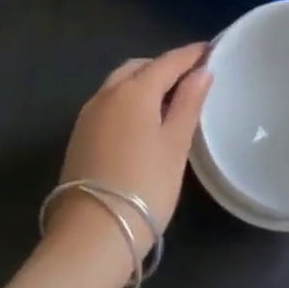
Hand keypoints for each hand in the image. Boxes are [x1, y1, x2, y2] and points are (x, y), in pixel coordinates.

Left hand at [52, 43, 211, 253]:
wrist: (90, 237)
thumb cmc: (144, 188)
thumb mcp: (175, 146)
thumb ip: (188, 104)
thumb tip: (202, 72)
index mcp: (134, 90)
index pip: (167, 61)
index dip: (190, 54)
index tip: (209, 50)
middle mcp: (107, 94)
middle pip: (139, 67)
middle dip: (164, 66)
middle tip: (189, 77)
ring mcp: (88, 114)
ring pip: (119, 83)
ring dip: (143, 82)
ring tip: (167, 98)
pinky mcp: (79, 135)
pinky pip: (108, 102)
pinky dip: (128, 99)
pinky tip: (141, 120)